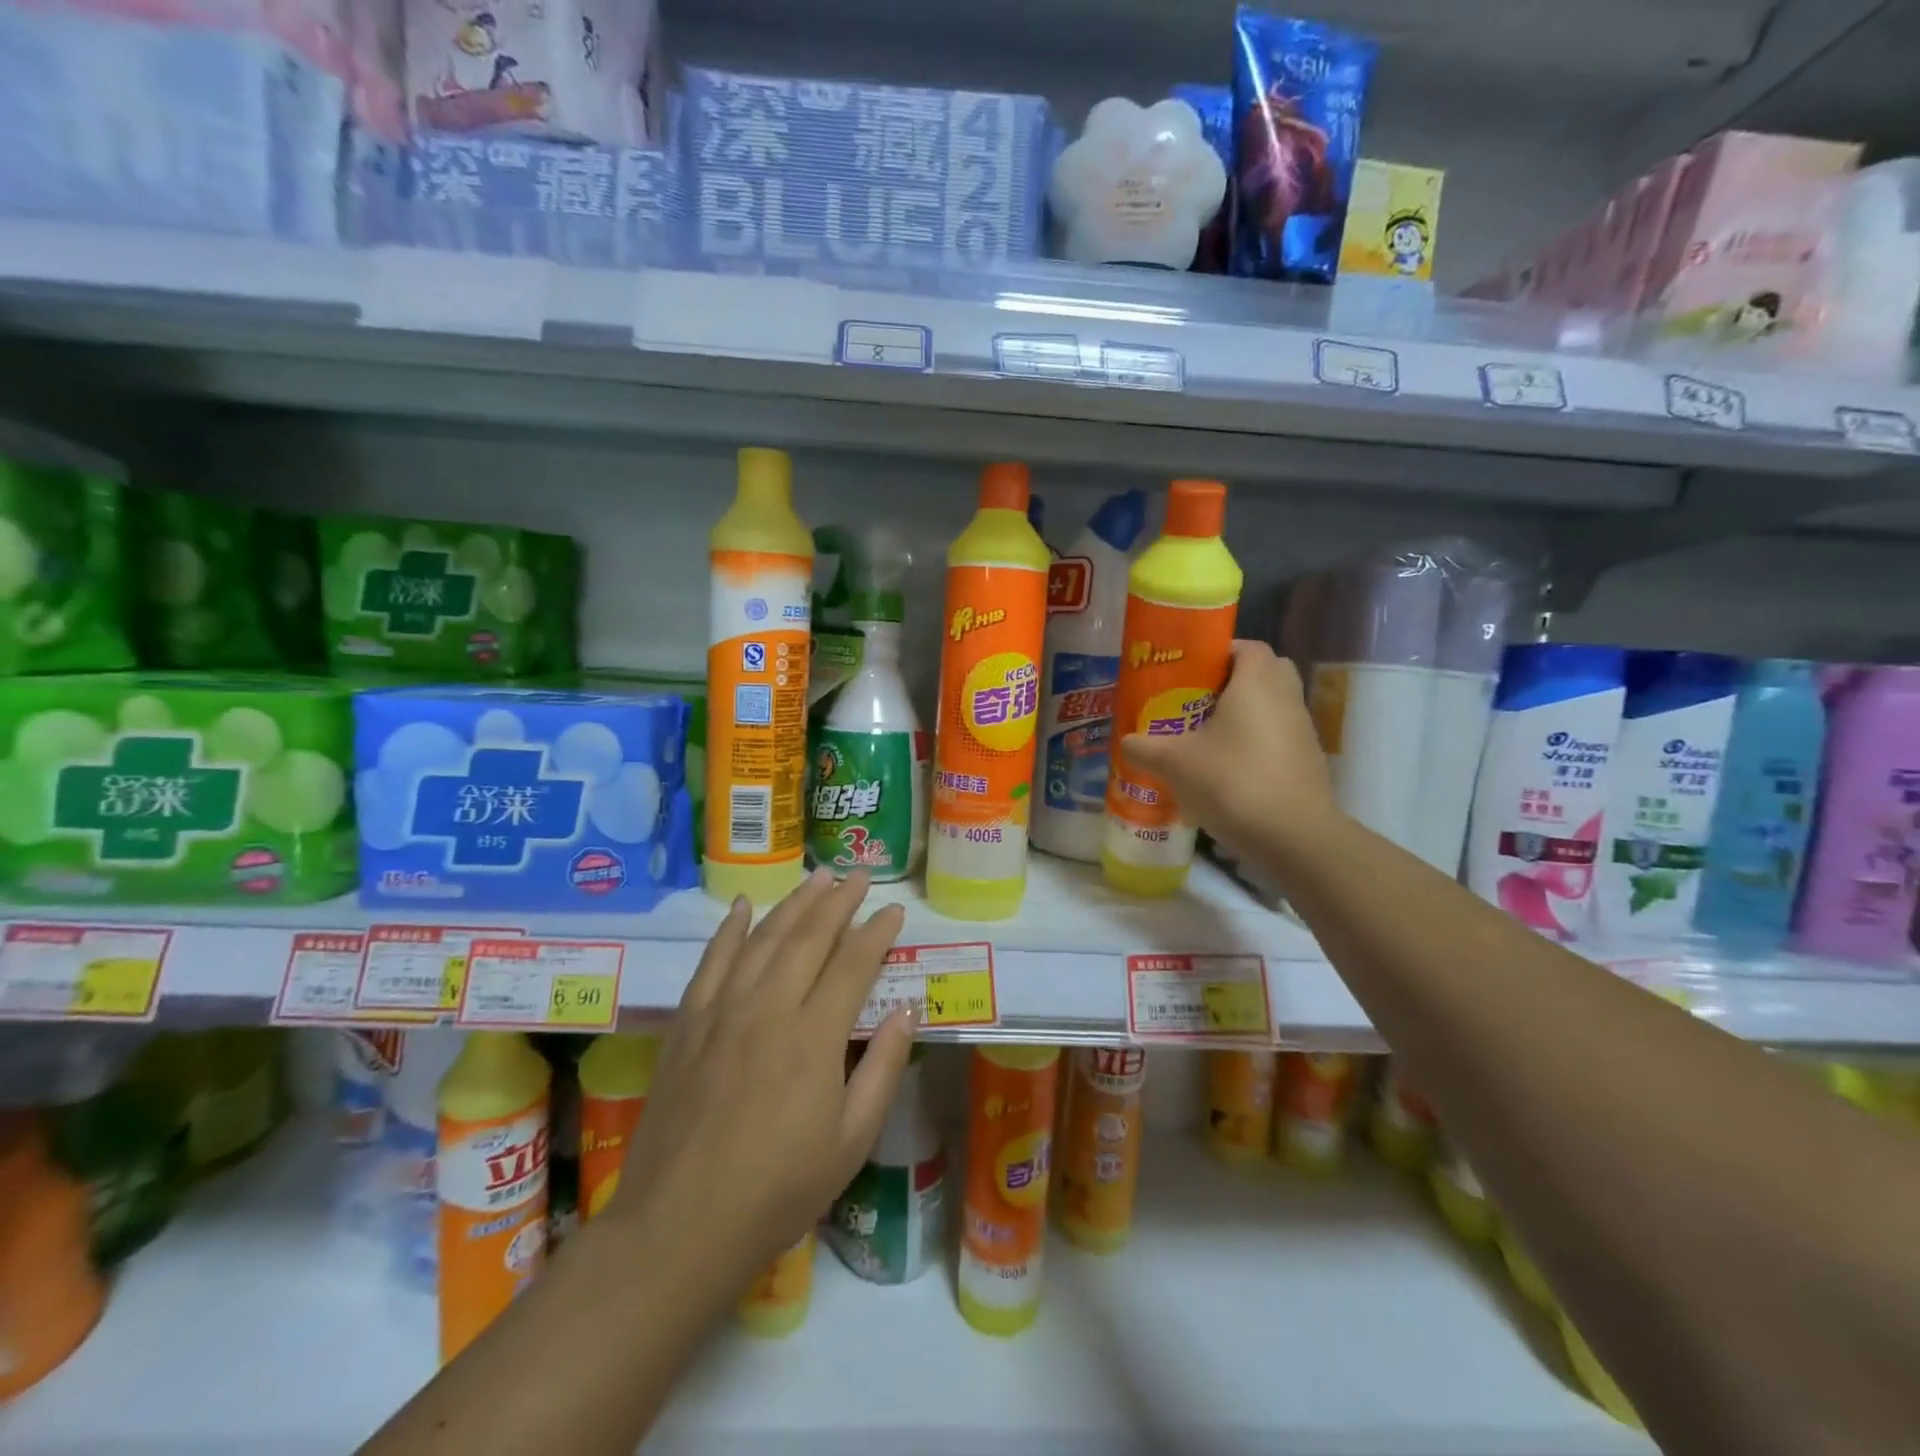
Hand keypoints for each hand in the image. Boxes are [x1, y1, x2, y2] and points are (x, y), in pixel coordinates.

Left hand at [604, 868, 911, 1297]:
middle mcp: (769, 1007)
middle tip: (859, 876)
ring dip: (794, 903)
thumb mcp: (851, 1141)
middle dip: (839, 901)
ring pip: (764, 938)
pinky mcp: (688, 1022)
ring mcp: (722, 1010)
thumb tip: (906, 1009)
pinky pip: (712, 960)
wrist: (679, 1226)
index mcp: (814, 1037)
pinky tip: (744, 906)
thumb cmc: (778, 1189)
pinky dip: (730, 928)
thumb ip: (883, 1068)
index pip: (853, 963)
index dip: (876, 932)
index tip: (893, 910)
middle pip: (809, 936)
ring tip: (818, 877)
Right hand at [1120, 639, 1337, 860]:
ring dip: (1243, 717)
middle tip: (1195, 701)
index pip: (1246, 647)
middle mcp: (1286, 697)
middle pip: (1263, 674)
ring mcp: (1302, 731)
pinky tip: (1226, 772)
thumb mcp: (1175, 763)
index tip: (1189, 672)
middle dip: (1231, 683)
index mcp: (1257, 682)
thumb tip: (1127, 742)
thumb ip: (1146, 748)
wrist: (1293, 837)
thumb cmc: (1232, 781)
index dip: (1218, 653)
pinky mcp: (1307, 763)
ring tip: (1204, 739)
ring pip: (1271, 708)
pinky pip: (1277, 739)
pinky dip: (1255, 746)